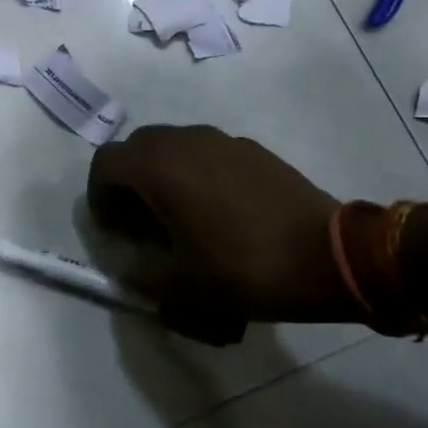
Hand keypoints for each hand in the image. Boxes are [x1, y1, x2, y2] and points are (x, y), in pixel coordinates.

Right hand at [87, 124, 357, 343]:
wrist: (329, 256)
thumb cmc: (244, 268)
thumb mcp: (183, 286)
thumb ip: (142, 276)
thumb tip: (130, 268)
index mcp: (158, 167)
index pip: (105, 164)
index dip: (99, 197)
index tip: (114, 231)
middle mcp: (185, 141)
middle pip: (136, 149)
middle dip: (128, 183)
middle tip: (140, 222)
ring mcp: (222, 140)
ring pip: (173, 147)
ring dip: (162, 176)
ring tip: (179, 217)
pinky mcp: (252, 149)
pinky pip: (206, 153)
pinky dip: (196, 173)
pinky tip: (219, 212)